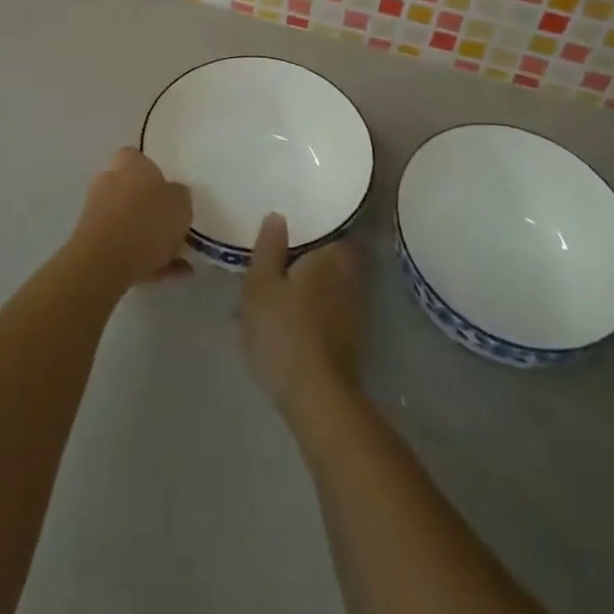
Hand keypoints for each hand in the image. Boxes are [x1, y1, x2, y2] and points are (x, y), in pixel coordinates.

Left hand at [71, 147, 192, 287]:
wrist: (103, 263)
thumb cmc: (147, 222)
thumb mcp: (181, 204)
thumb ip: (180, 196)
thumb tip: (174, 196)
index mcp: (129, 164)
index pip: (138, 158)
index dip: (154, 172)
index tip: (169, 191)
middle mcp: (108, 182)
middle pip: (132, 191)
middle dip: (150, 208)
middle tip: (173, 225)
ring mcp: (96, 213)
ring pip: (129, 222)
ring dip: (150, 238)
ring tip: (179, 260)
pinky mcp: (91, 243)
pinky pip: (124, 248)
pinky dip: (144, 259)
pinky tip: (170, 275)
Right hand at [242, 213, 362, 410]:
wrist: (316, 397)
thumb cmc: (284, 331)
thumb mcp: (261, 285)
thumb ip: (269, 247)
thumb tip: (278, 215)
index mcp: (332, 256)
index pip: (331, 230)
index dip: (312, 230)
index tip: (291, 233)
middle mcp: (350, 278)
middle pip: (327, 260)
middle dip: (304, 262)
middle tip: (275, 267)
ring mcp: (353, 312)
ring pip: (325, 289)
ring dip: (304, 291)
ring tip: (272, 299)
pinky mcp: (349, 342)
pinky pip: (325, 315)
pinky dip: (308, 315)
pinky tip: (284, 327)